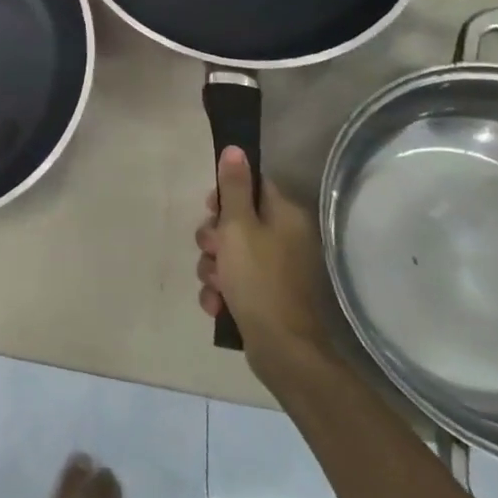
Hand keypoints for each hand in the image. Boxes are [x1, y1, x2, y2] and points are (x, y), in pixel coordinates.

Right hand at [195, 147, 331, 382]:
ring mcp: (278, 269)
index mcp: (285, 216)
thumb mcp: (239, 227)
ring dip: (213, 267)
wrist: (283, 350)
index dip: (226, 196)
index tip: (210, 210)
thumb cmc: (259, 280)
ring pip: (231, 253)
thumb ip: (235, 188)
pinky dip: (223, 291)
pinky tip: (217, 304)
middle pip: (237, 221)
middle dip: (213, 238)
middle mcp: (286, 238)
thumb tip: (235, 148)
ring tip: (215, 286)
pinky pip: (236, 281)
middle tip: (211, 251)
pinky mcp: (268, 296)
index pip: (253, 187)